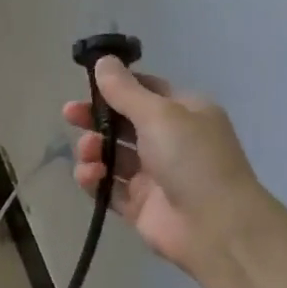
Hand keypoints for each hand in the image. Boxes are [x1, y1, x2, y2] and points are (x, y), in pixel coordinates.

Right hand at [65, 59, 258, 272]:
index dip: (116, 86)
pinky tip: (90, 176)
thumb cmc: (192, 158)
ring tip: (89, 153)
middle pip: (123, 123)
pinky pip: (108, 187)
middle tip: (70, 115)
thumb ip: (125, 90)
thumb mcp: (159, 114)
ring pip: (112, 155)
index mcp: (184, 113)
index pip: (145, 90)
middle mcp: (170, 141)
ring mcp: (154, 175)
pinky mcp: (139, 205)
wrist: (216, 226)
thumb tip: (103, 61)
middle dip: (95, 118)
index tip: (88, 85)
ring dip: (94, 149)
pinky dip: (95, 180)